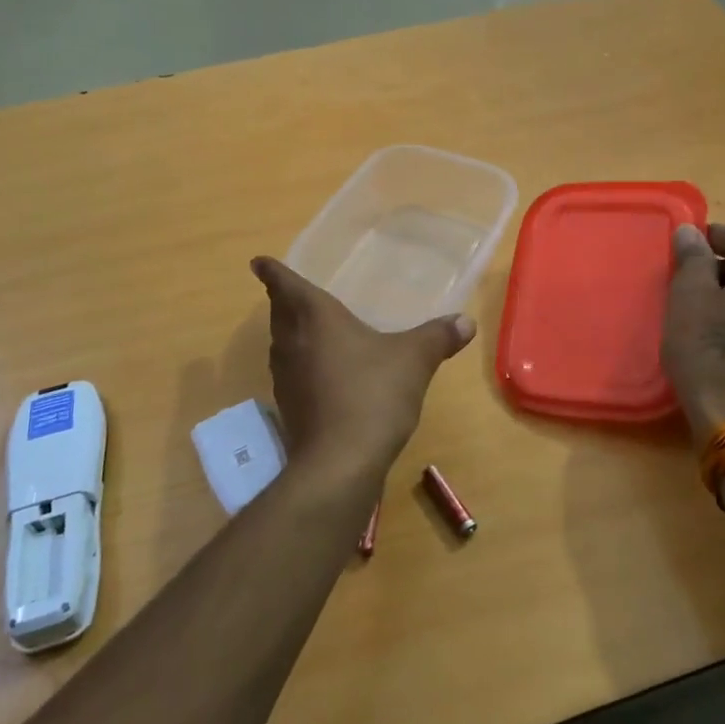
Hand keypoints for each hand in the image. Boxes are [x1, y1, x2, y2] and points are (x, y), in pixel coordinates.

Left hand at [252, 257, 476, 473]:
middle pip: (279, 314)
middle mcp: (293, 343)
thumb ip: (438, 337)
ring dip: (287, 332)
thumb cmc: (373, 394)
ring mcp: (286, 378)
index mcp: (316, 318)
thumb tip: (466, 322)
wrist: (340, 462)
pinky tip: (320, 372)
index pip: (287, 286)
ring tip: (302, 327)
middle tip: (287, 292)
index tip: (258, 262)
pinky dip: (299, 364)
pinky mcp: (289, 408)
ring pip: (281, 344)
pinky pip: (290, 373)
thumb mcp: (414, 360)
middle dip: (281, 300)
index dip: (273, 271)